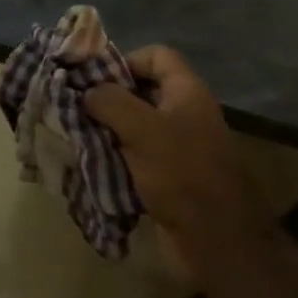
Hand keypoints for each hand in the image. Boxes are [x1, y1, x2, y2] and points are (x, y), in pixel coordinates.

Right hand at [85, 46, 268, 269]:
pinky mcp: (171, 177)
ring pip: (136, 125)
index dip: (125, 60)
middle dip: (109, 98)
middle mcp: (184, 113)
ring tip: (80, 136)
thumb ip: (110, 101)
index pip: (156, 55)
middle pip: (142, 90)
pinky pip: (138, 156)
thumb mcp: (141, 129)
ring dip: (109, 130)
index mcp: (186, 91)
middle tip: (79, 108)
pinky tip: (95, 164)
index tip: (96, 80)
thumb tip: (88, 92)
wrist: (218, 242)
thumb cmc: (182, 174)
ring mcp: (179, 146)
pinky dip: (117, 158)